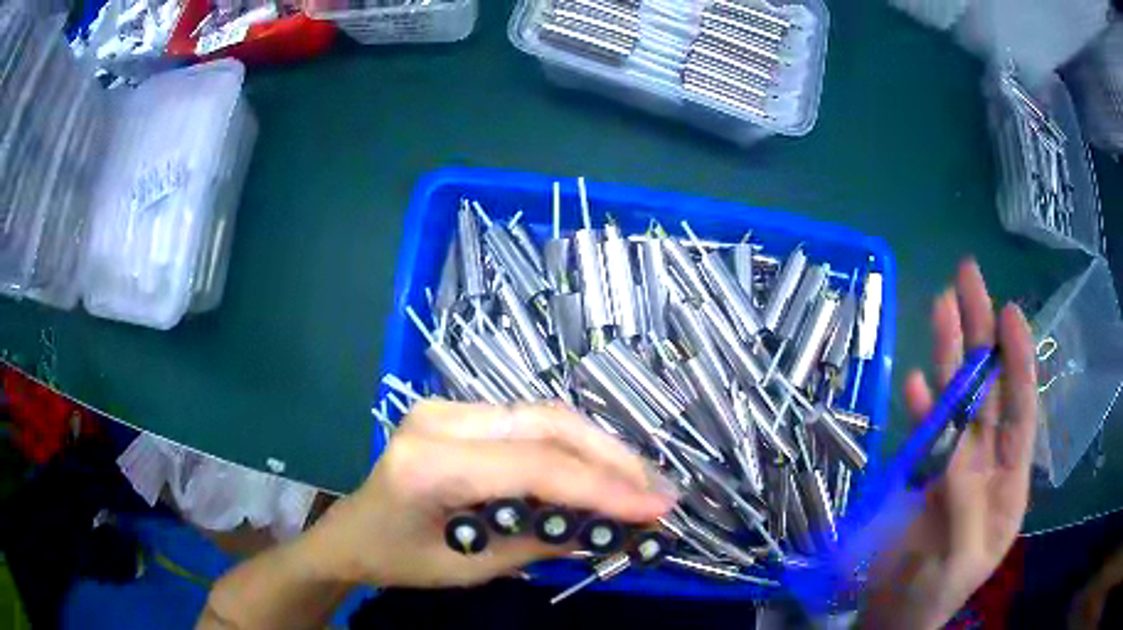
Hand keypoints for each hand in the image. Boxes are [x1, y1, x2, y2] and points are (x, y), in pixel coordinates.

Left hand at [299, 400, 677, 588]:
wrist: (351, 532)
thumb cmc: (398, 559)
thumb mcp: (470, 568)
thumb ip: (540, 543)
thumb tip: (609, 528)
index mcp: (429, 463)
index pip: (535, 467)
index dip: (604, 488)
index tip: (657, 509)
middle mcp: (438, 418)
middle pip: (547, 424)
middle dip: (612, 458)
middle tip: (658, 491)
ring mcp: (446, 407)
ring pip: (544, 416)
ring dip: (599, 449)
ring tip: (639, 483)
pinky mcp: (457, 411)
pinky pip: (529, 423)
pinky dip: (571, 447)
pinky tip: (598, 469)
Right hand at [863, 259, 1037, 629]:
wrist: (895, 616)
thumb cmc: (936, 595)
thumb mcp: (960, 558)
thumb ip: (966, 503)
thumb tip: (956, 449)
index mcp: (1008, 481)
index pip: (1020, 409)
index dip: (1017, 360)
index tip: (1009, 312)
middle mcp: (986, 462)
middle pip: (987, 390)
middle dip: (981, 334)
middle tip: (968, 278)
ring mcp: (954, 464)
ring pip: (955, 400)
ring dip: (948, 355)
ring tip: (941, 304)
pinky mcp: (923, 474)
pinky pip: (924, 432)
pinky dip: (921, 406)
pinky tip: (914, 382)